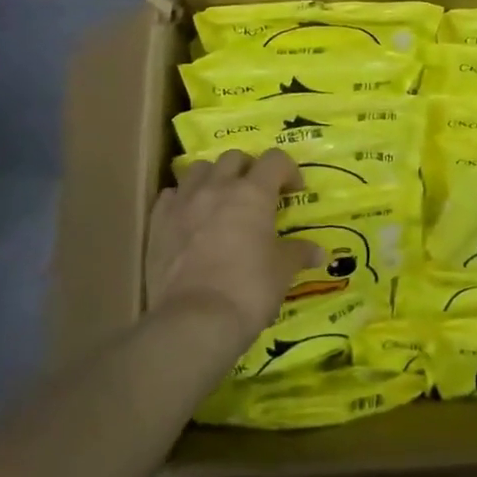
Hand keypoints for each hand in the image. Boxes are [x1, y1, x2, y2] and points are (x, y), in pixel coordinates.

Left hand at [146, 149, 322, 348]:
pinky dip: (182, 199)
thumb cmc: (248, 289)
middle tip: (256, 194)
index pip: (275, 160)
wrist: (195, 319)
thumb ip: (299, 253)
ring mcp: (183, 202)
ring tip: (220, 200)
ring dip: (213, 178)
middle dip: (249, 169)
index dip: (288, 170)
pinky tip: (189, 218)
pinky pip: (171, 195)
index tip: (294, 191)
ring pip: (199, 169)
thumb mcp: (282, 272)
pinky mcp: (158, 222)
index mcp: (253, 193)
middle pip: (234, 157)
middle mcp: (217, 187)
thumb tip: (319, 252)